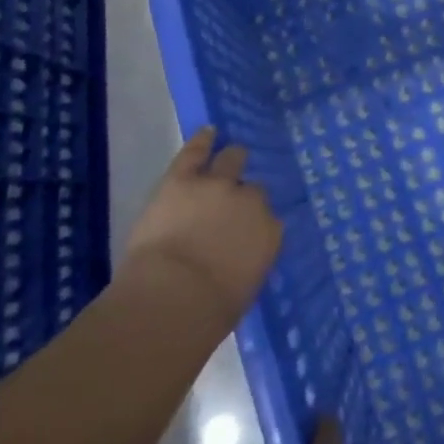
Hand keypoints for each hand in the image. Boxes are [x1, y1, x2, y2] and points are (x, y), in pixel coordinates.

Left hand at [123, 128, 281, 325]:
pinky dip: (203, 140)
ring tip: (228, 158)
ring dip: (230, 161)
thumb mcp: (243, 289)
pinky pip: (196, 151)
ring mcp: (217, 185)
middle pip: (254, 188)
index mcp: (269, 233)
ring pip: (232, 159)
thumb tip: (238, 260)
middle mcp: (251, 202)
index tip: (246, 230)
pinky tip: (208, 131)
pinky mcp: (183, 179)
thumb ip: (247, 263)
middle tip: (232, 201)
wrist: (173, 299)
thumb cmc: (209, 312)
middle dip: (243, 194)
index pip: (269, 219)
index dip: (255, 222)